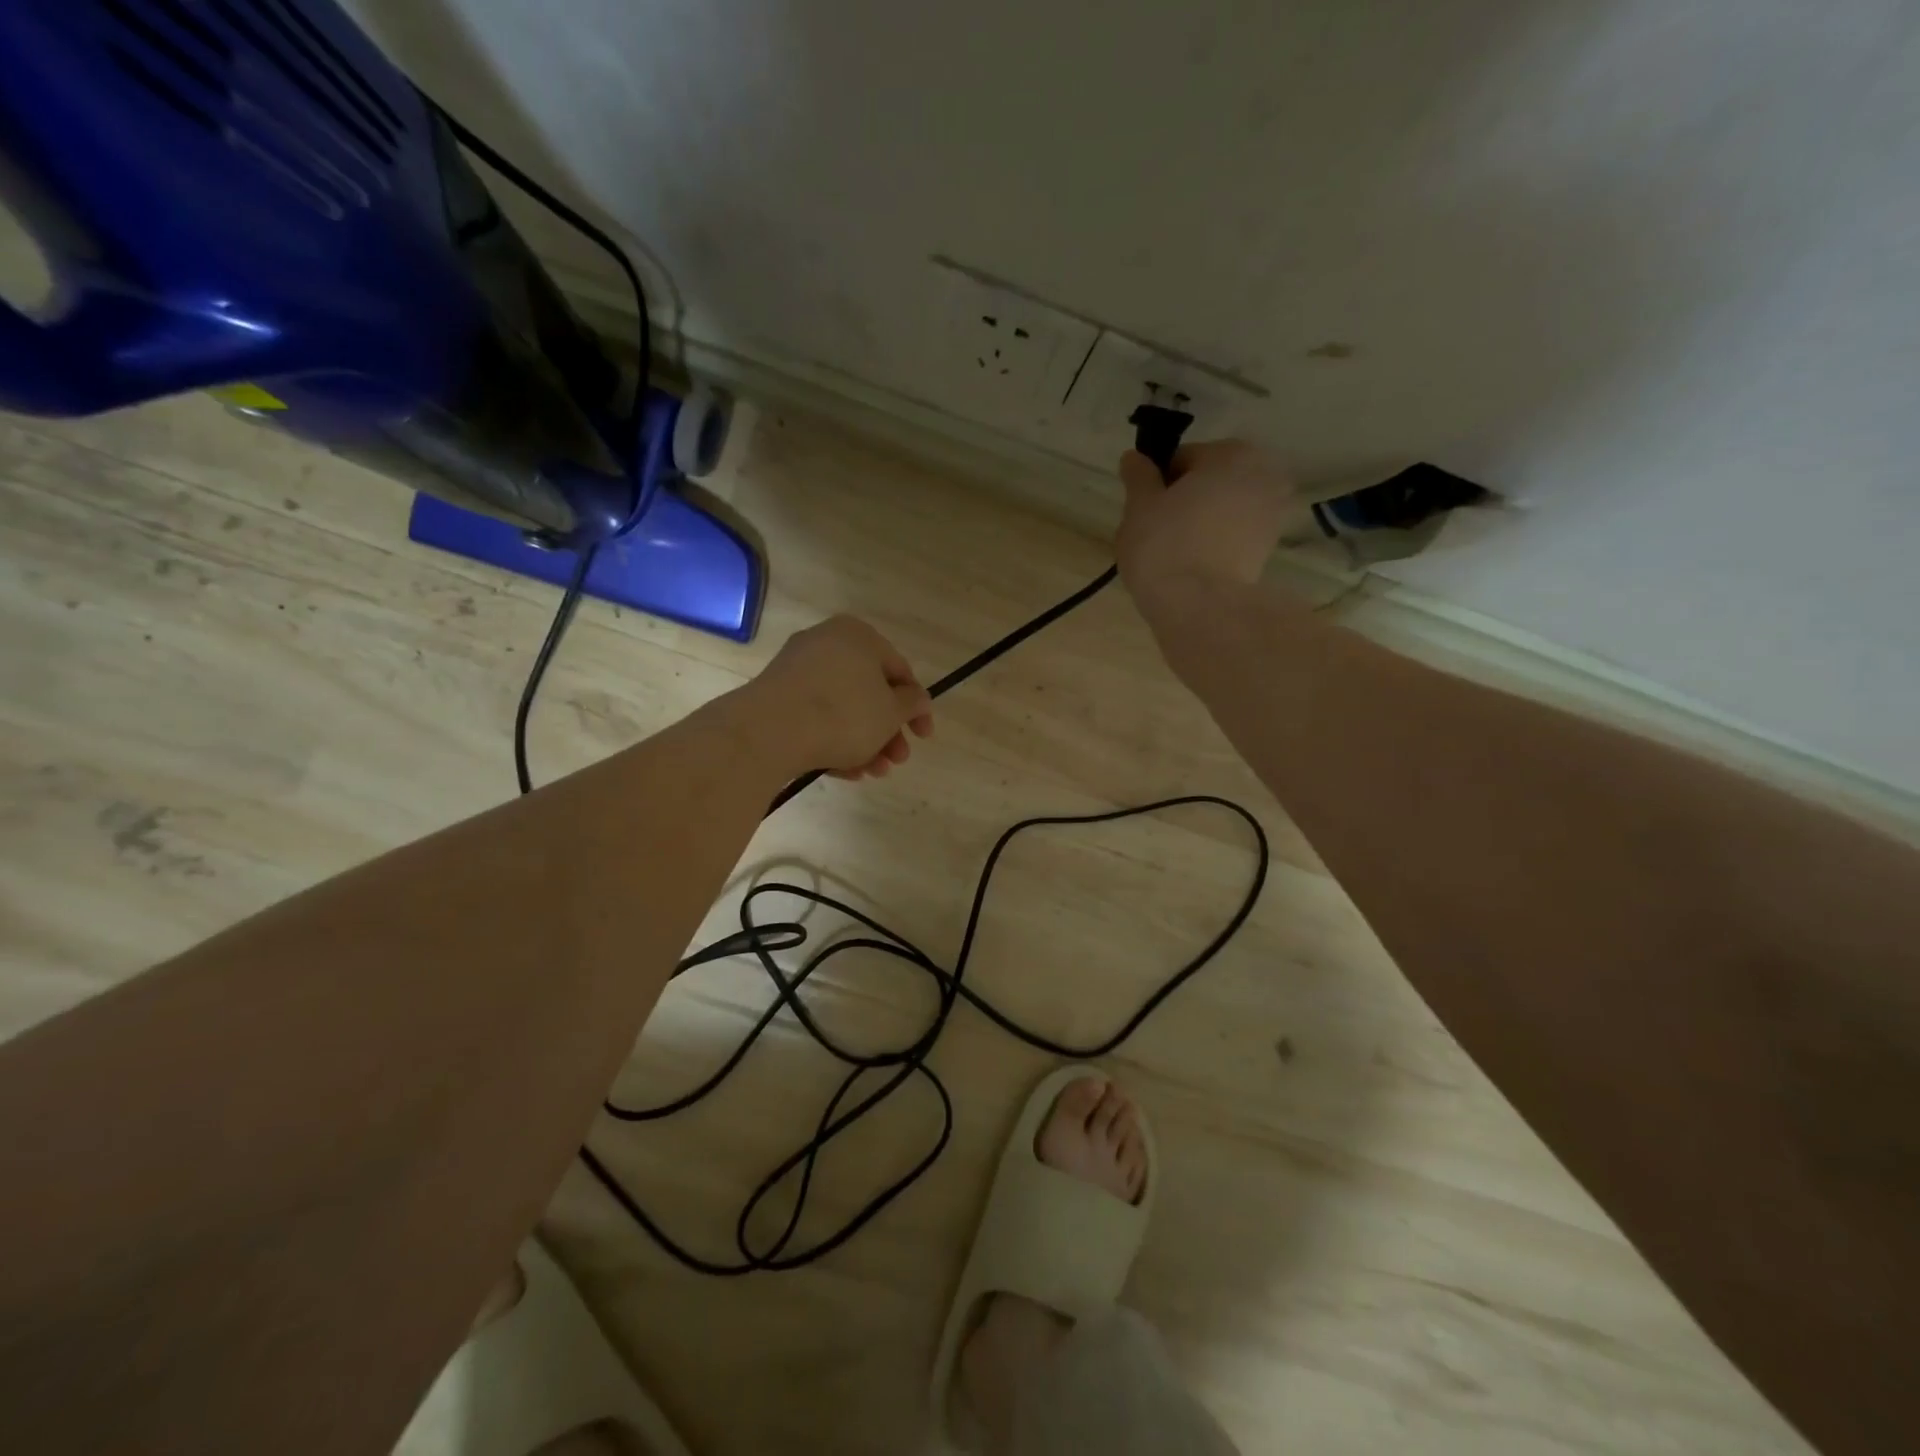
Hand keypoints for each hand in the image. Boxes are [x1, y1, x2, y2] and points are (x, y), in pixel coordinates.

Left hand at [750, 615, 933, 778]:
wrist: (770, 732)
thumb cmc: (844, 714)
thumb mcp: (892, 712)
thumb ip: (912, 704)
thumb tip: (918, 699)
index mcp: (858, 635)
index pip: (899, 670)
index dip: (916, 707)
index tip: (923, 737)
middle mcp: (826, 644)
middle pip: (869, 692)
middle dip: (887, 732)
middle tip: (897, 761)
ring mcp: (796, 670)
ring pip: (842, 709)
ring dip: (864, 743)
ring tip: (872, 772)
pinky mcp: (775, 697)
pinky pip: (814, 718)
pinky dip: (833, 742)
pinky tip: (845, 771)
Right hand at [1115, 440, 1297, 615]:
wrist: (1199, 605)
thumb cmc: (1164, 545)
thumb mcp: (1139, 505)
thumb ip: (1139, 477)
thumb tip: (1133, 458)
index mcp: (1231, 453)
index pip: (1184, 458)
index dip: (1159, 482)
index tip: (1145, 509)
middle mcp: (1263, 474)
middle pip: (1211, 481)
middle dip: (1187, 500)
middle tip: (1159, 530)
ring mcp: (1273, 513)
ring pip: (1225, 509)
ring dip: (1204, 521)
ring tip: (1176, 550)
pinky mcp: (1270, 549)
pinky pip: (1235, 535)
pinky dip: (1218, 542)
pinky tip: (1195, 564)